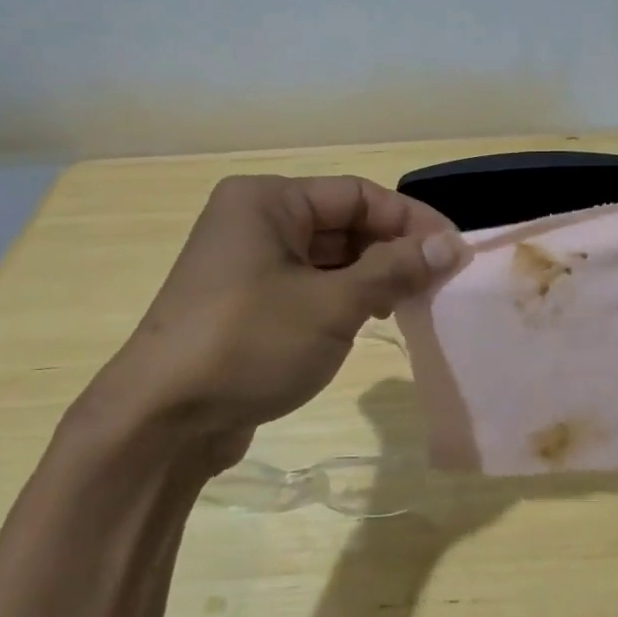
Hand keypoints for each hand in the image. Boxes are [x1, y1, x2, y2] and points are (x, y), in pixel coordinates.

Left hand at [78, 175, 461, 466]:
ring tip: (413, 303)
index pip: (359, 194)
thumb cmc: (249, 344)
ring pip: (331, 256)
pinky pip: (311, 285)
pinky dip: (347, 297)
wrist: (161, 422)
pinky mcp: (250, 302)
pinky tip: (373, 319)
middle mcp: (256, 220)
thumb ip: (395, 270)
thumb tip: (453, 246)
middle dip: (394, 249)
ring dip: (375, 275)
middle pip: (345, 223)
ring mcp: (249, 263)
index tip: (455, 252)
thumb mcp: (332, 305)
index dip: (412, 220)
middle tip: (440, 282)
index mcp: (268, 201)